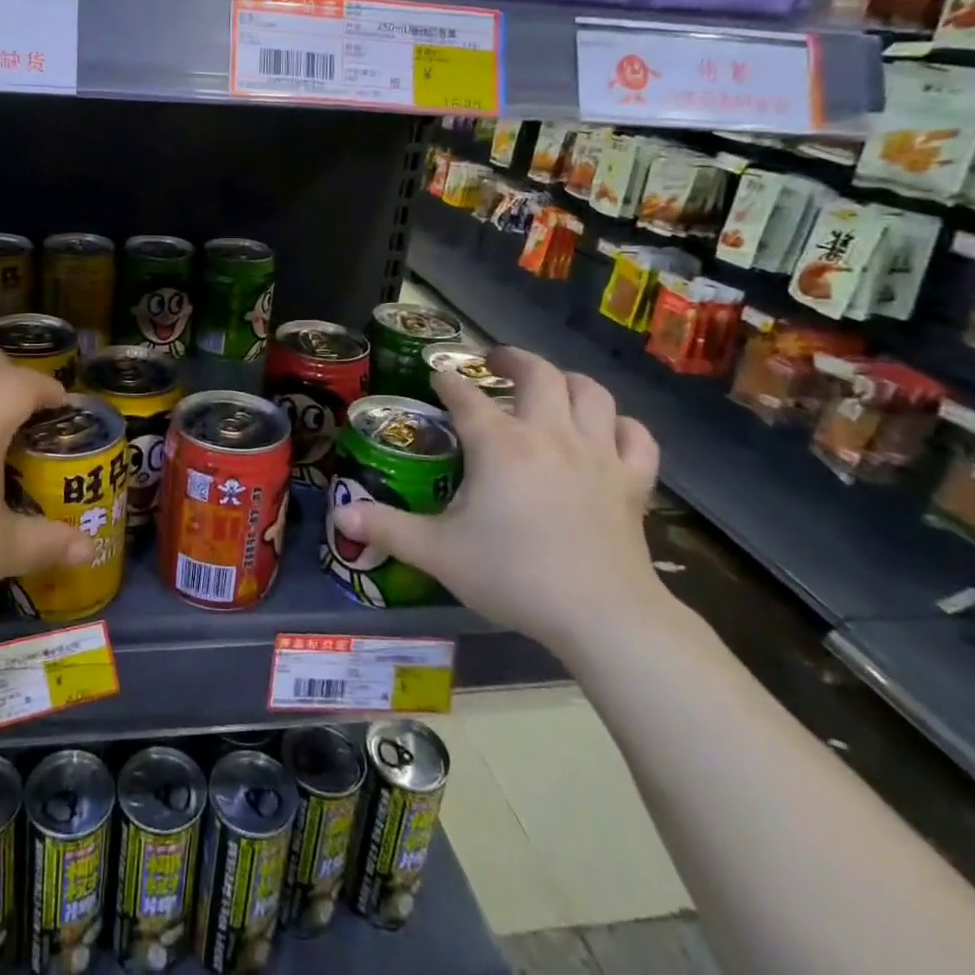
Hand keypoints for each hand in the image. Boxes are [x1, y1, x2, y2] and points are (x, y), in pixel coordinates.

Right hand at [330, 347, 663, 659]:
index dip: (448, 381)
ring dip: (568, 381)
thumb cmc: (514, 575)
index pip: (466, 397)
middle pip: (538, 375)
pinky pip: (636, 438)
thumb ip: (387, 528)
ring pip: (592, 394)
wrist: (602, 615)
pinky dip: (622, 425)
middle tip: (494, 361)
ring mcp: (597, 455)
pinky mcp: (632, 482)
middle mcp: (549, 435)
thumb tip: (339, 516)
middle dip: (512, 359)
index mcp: (499, 445)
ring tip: (550, 384)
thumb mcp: (438, 552)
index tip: (437, 375)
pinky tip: (609, 430)